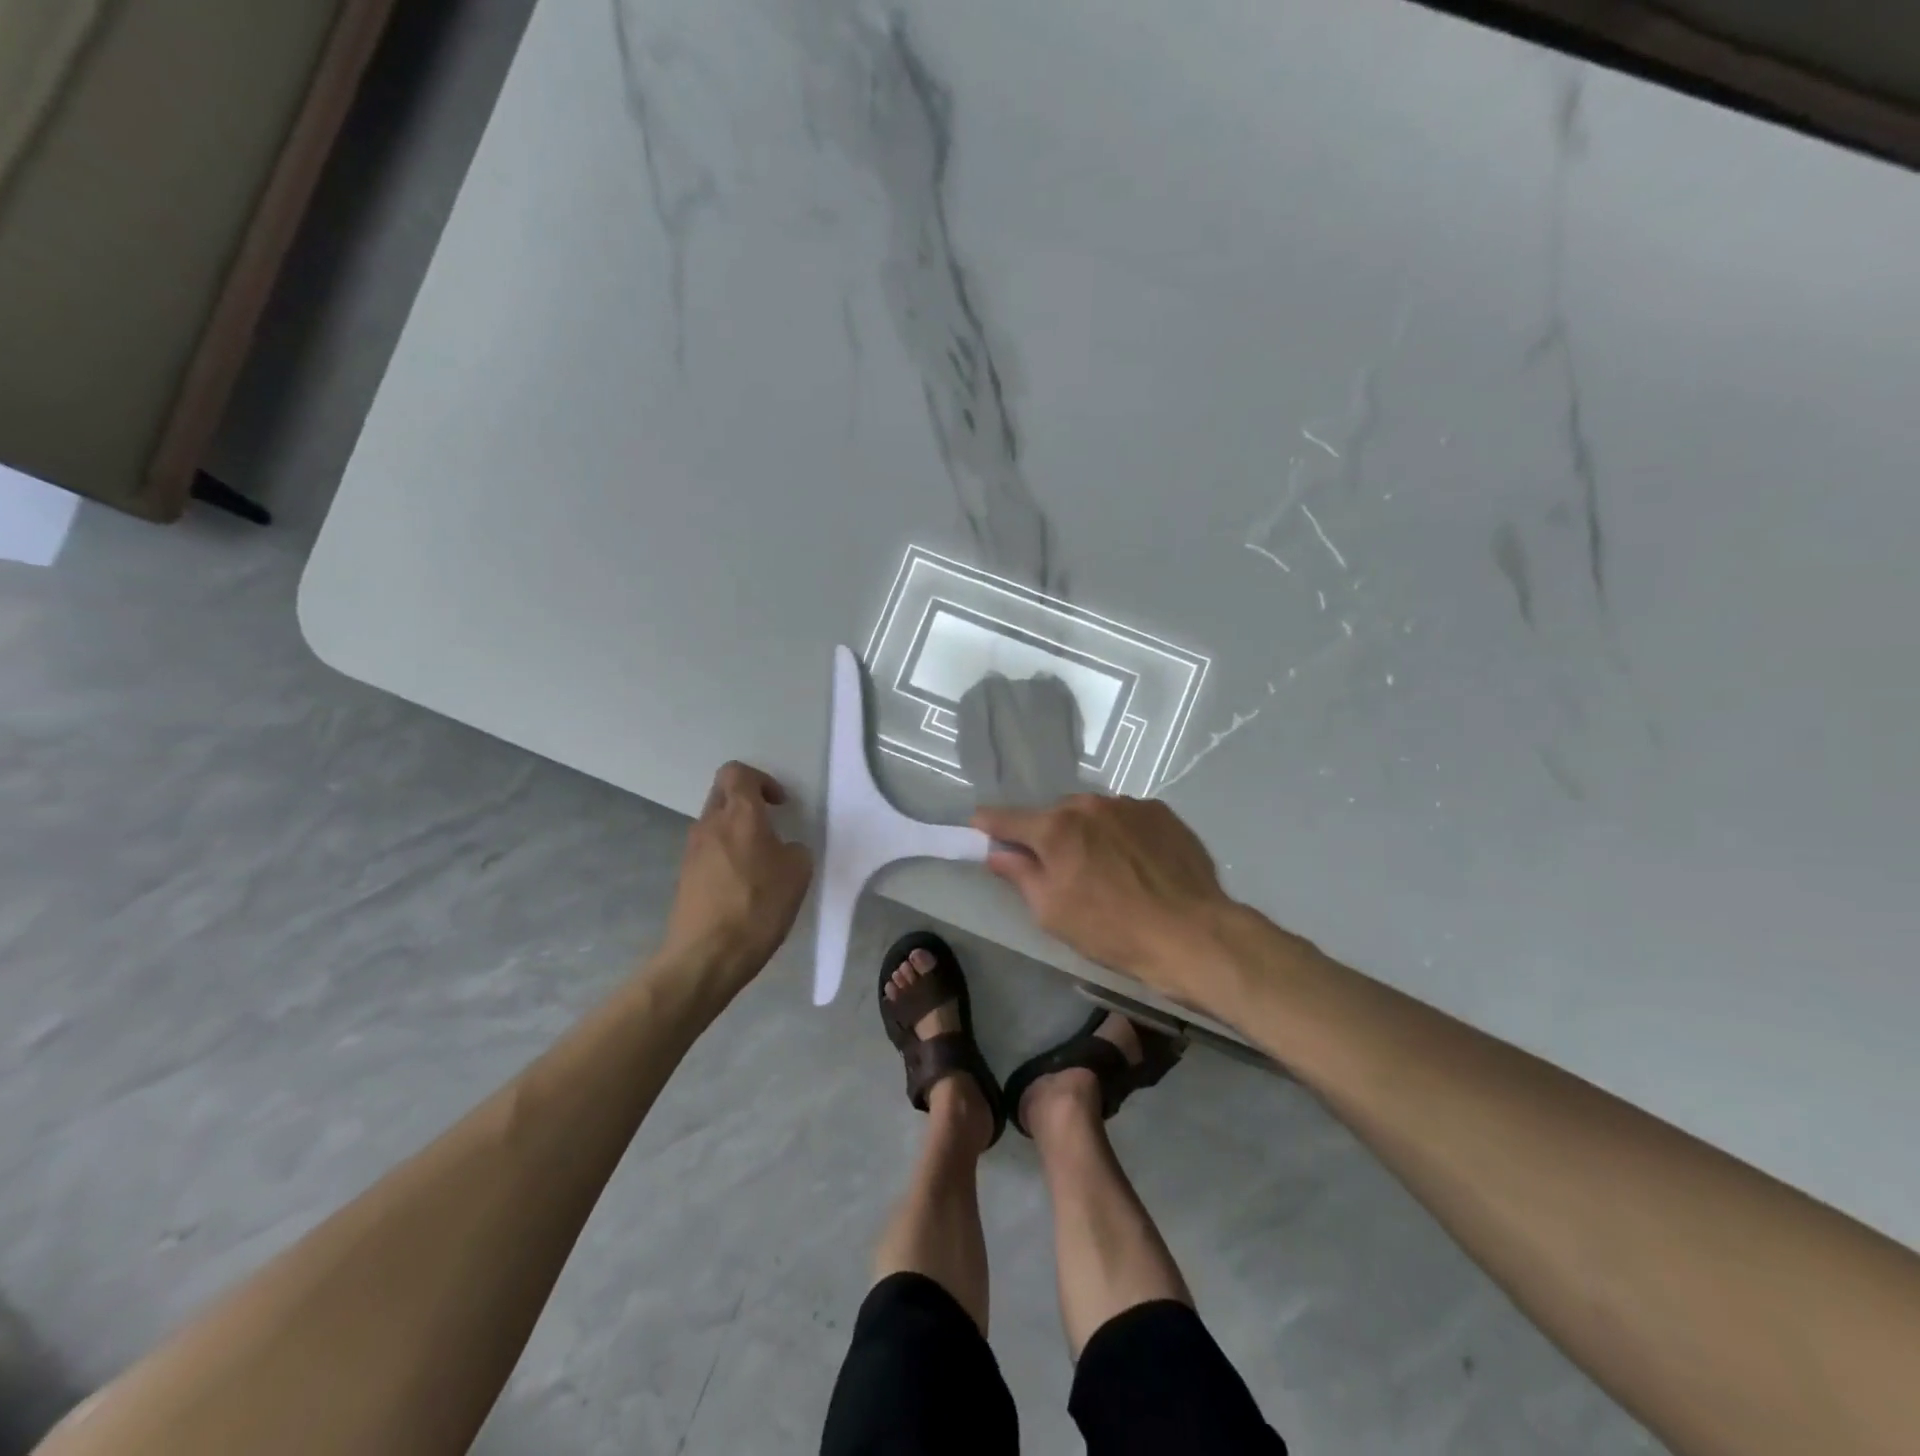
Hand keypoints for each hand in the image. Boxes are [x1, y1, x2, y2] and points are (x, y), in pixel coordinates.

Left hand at [662, 762, 813, 987]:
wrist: (706, 956)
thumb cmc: (758, 906)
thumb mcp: (798, 873)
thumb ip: (793, 850)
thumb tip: (783, 849)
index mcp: (739, 814)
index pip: (737, 772)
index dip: (761, 780)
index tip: (779, 804)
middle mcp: (709, 824)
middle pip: (723, 794)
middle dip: (747, 803)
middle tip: (770, 827)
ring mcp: (692, 851)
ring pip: (714, 825)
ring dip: (736, 832)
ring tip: (760, 862)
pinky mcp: (684, 877)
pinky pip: (708, 852)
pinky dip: (726, 857)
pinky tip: (743, 887)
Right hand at [972, 793, 1234, 996]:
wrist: (1192, 934)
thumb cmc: (1113, 930)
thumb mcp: (1053, 913)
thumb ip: (1021, 875)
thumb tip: (997, 853)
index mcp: (1056, 829)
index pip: (1008, 818)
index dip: (989, 824)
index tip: (979, 828)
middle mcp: (1089, 805)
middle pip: (1055, 815)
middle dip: (1050, 836)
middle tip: (1060, 868)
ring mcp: (1129, 805)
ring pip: (1094, 814)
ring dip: (1089, 833)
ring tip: (1107, 869)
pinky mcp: (1161, 812)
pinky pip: (1127, 818)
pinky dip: (1122, 834)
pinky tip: (1137, 864)